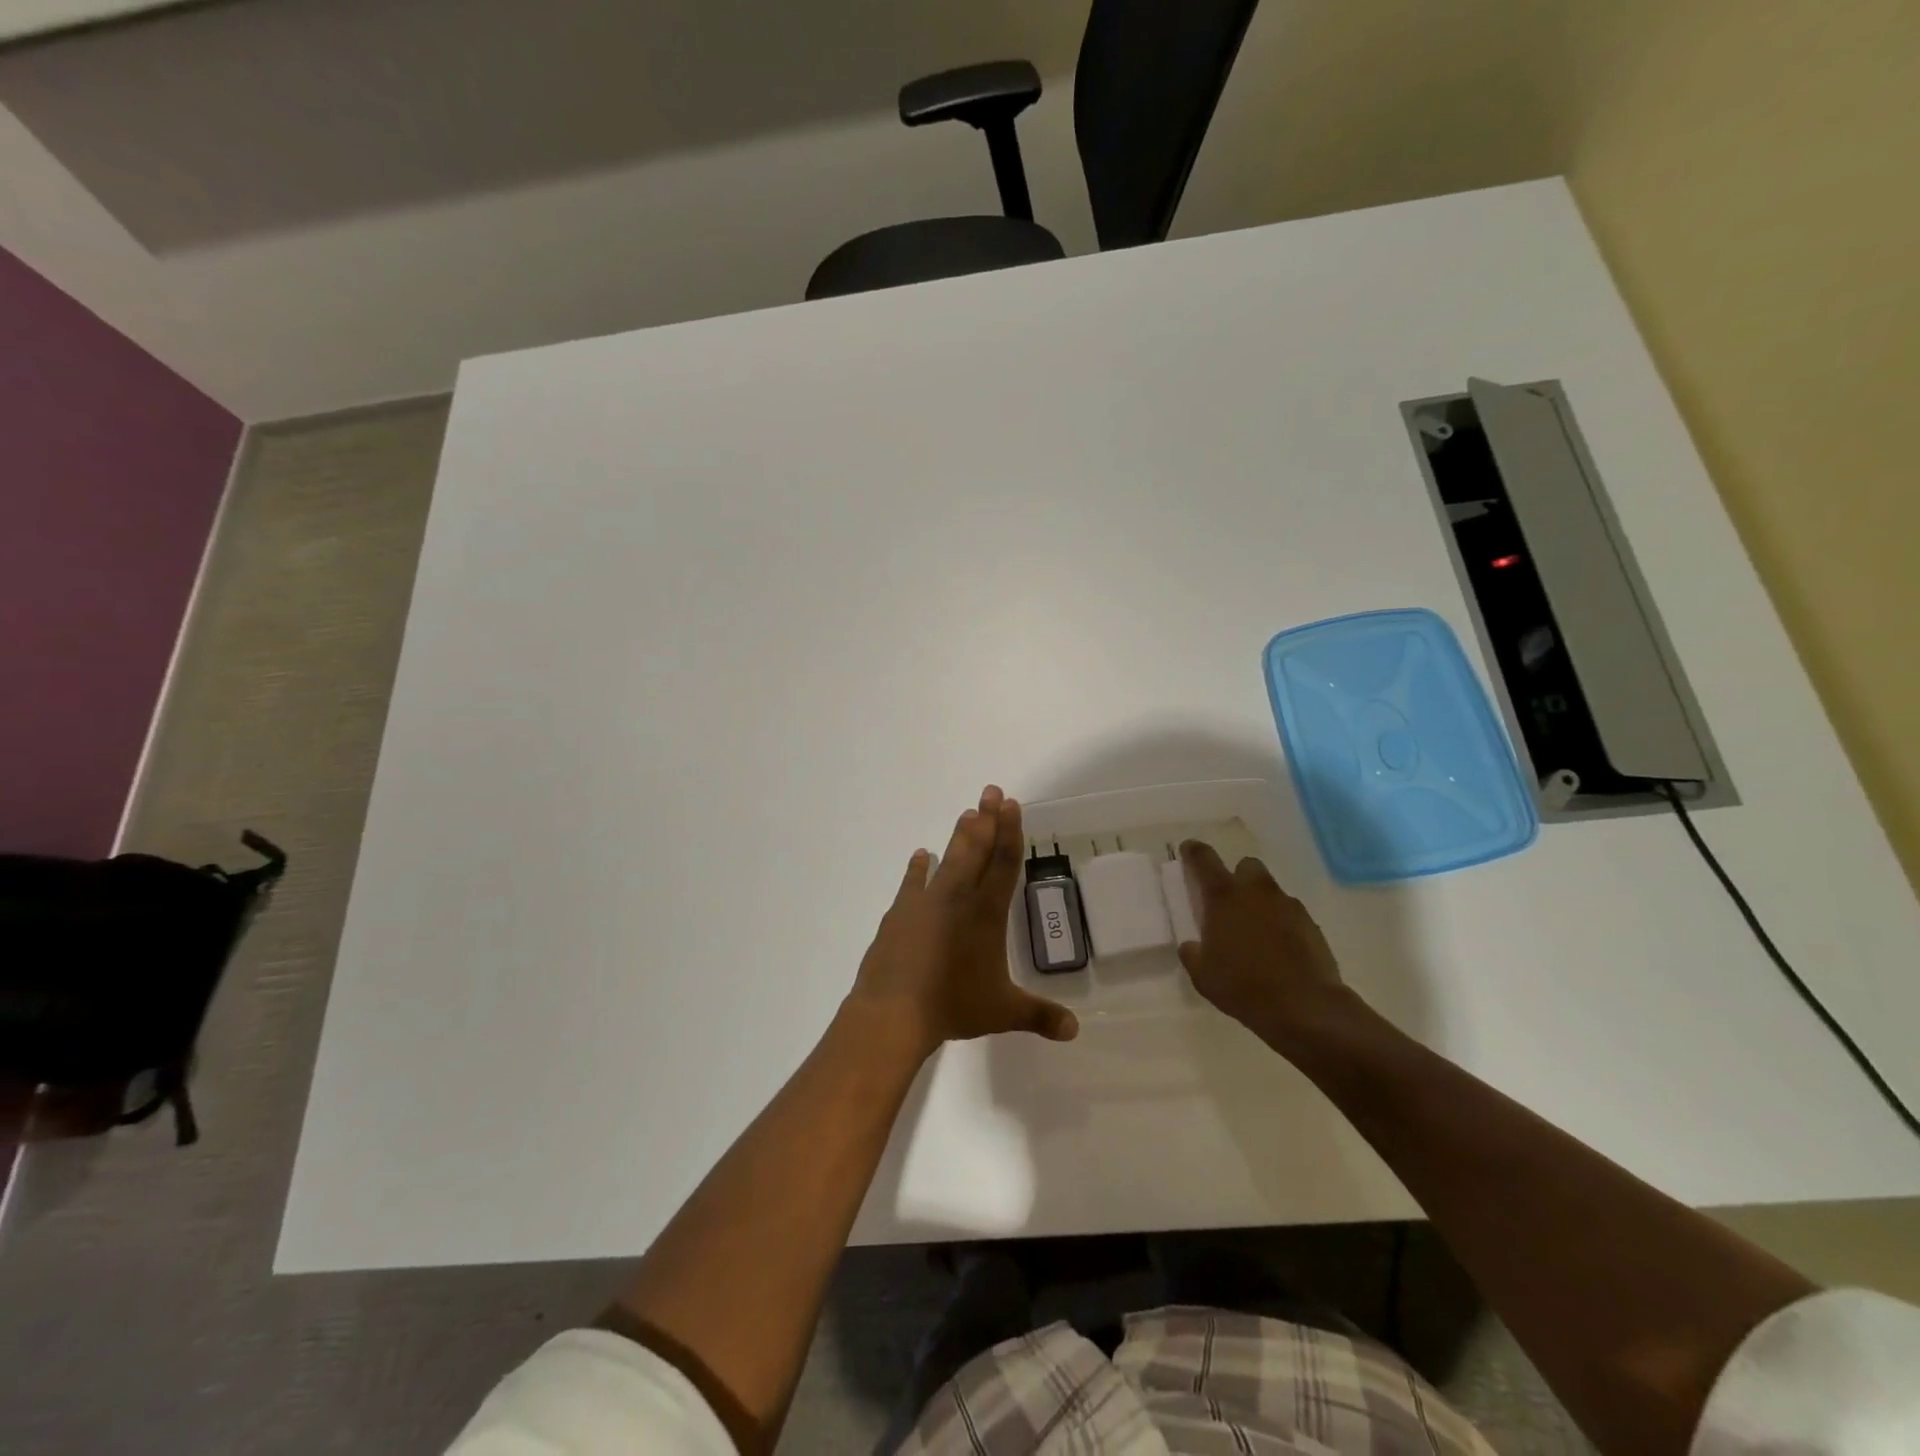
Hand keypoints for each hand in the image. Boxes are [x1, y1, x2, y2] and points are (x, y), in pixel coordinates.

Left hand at [849, 785, 1079, 1060]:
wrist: (894, 1010)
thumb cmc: (953, 1006)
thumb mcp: (1002, 1012)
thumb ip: (1039, 1015)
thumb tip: (1075, 1031)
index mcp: (987, 914)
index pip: (1005, 864)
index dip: (1011, 833)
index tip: (1013, 805)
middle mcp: (958, 898)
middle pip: (977, 850)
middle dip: (987, 820)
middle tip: (991, 791)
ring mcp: (926, 902)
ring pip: (948, 859)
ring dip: (959, 835)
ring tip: (966, 812)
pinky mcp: (900, 913)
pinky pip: (912, 882)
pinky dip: (918, 867)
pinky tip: (921, 854)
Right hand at [1175, 841, 1356, 1053]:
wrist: (1304, 1007)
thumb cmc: (1243, 987)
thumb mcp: (1203, 975)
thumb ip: (1193, 952)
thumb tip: (1193, 945)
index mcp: (1224, 897)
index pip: (1204, 859)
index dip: (1193, 851)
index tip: (1188, 850)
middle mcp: (1256, 892)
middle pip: (1246, 866)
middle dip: (1238, 877)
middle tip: (1230, 901)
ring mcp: (1287, 906)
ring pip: (1270, 891)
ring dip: (1260, 902)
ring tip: (1256, 932)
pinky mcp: (1311, 924)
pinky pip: (1290, 914)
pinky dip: (1281, 923)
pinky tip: (1278, 949)